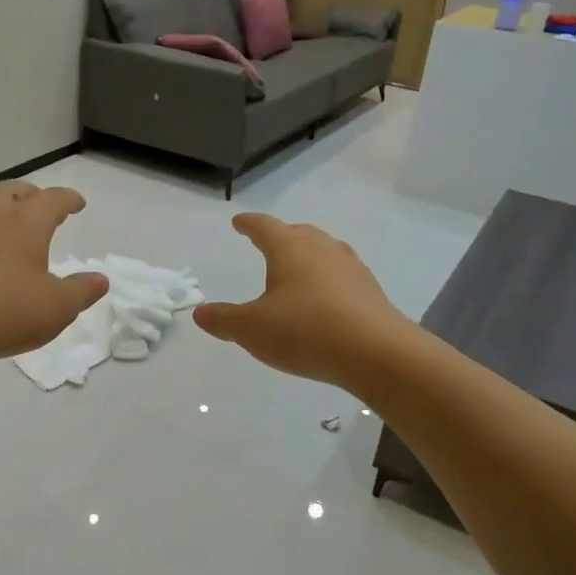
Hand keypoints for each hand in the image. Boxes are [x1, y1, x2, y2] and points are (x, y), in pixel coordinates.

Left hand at [0, 182, 107, 371]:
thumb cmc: (3, 312)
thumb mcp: (56, 308)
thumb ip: (81, 291)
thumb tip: (100, 280)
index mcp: (26, 221)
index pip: (53, 199)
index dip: (69, 199)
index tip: (77, 204)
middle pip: (15, 191)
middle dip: (32, 196)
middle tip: (41, 208)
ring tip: (3, 221)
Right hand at [195, 213, 409, 386]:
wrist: (375, 352)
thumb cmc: (304, 331)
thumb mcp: (252, 329)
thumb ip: (224, 320)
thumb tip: (200, 313)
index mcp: (289, 249)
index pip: (264, 227)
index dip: (249, 224)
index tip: (239, 222)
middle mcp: (322, 249)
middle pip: (299, 233)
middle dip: (281, 235)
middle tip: (269, 241)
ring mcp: (351, 268)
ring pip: (325, 251)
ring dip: (308, 255)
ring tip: (298, 267)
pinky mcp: (370, 291)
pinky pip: (343, 275)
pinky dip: (328, 279)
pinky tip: (326, 297)